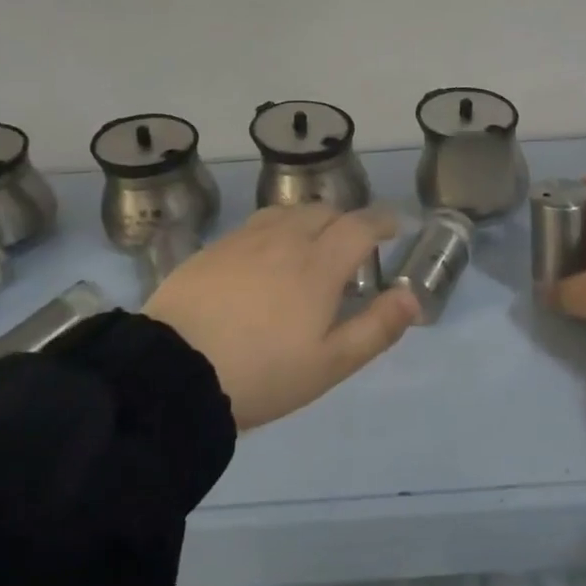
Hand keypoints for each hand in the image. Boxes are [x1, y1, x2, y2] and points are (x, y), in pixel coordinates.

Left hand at [144, 204, 417, 429]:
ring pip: (289, 212)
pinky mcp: (214, 248)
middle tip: (352, 247)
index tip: (394, 227)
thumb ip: (376, 327)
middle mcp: (285, 239)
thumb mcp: (329, 364)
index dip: (382, 222)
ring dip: (310, 220)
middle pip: (325, 212)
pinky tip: (266, 255)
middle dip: (346, 221)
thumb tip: (412, 297)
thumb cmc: (261, 373)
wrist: (173, 371)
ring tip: (311, 245)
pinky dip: (276, 229)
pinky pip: (256, 224)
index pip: (360, 226)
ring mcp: (245, 240)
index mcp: (319, 264)